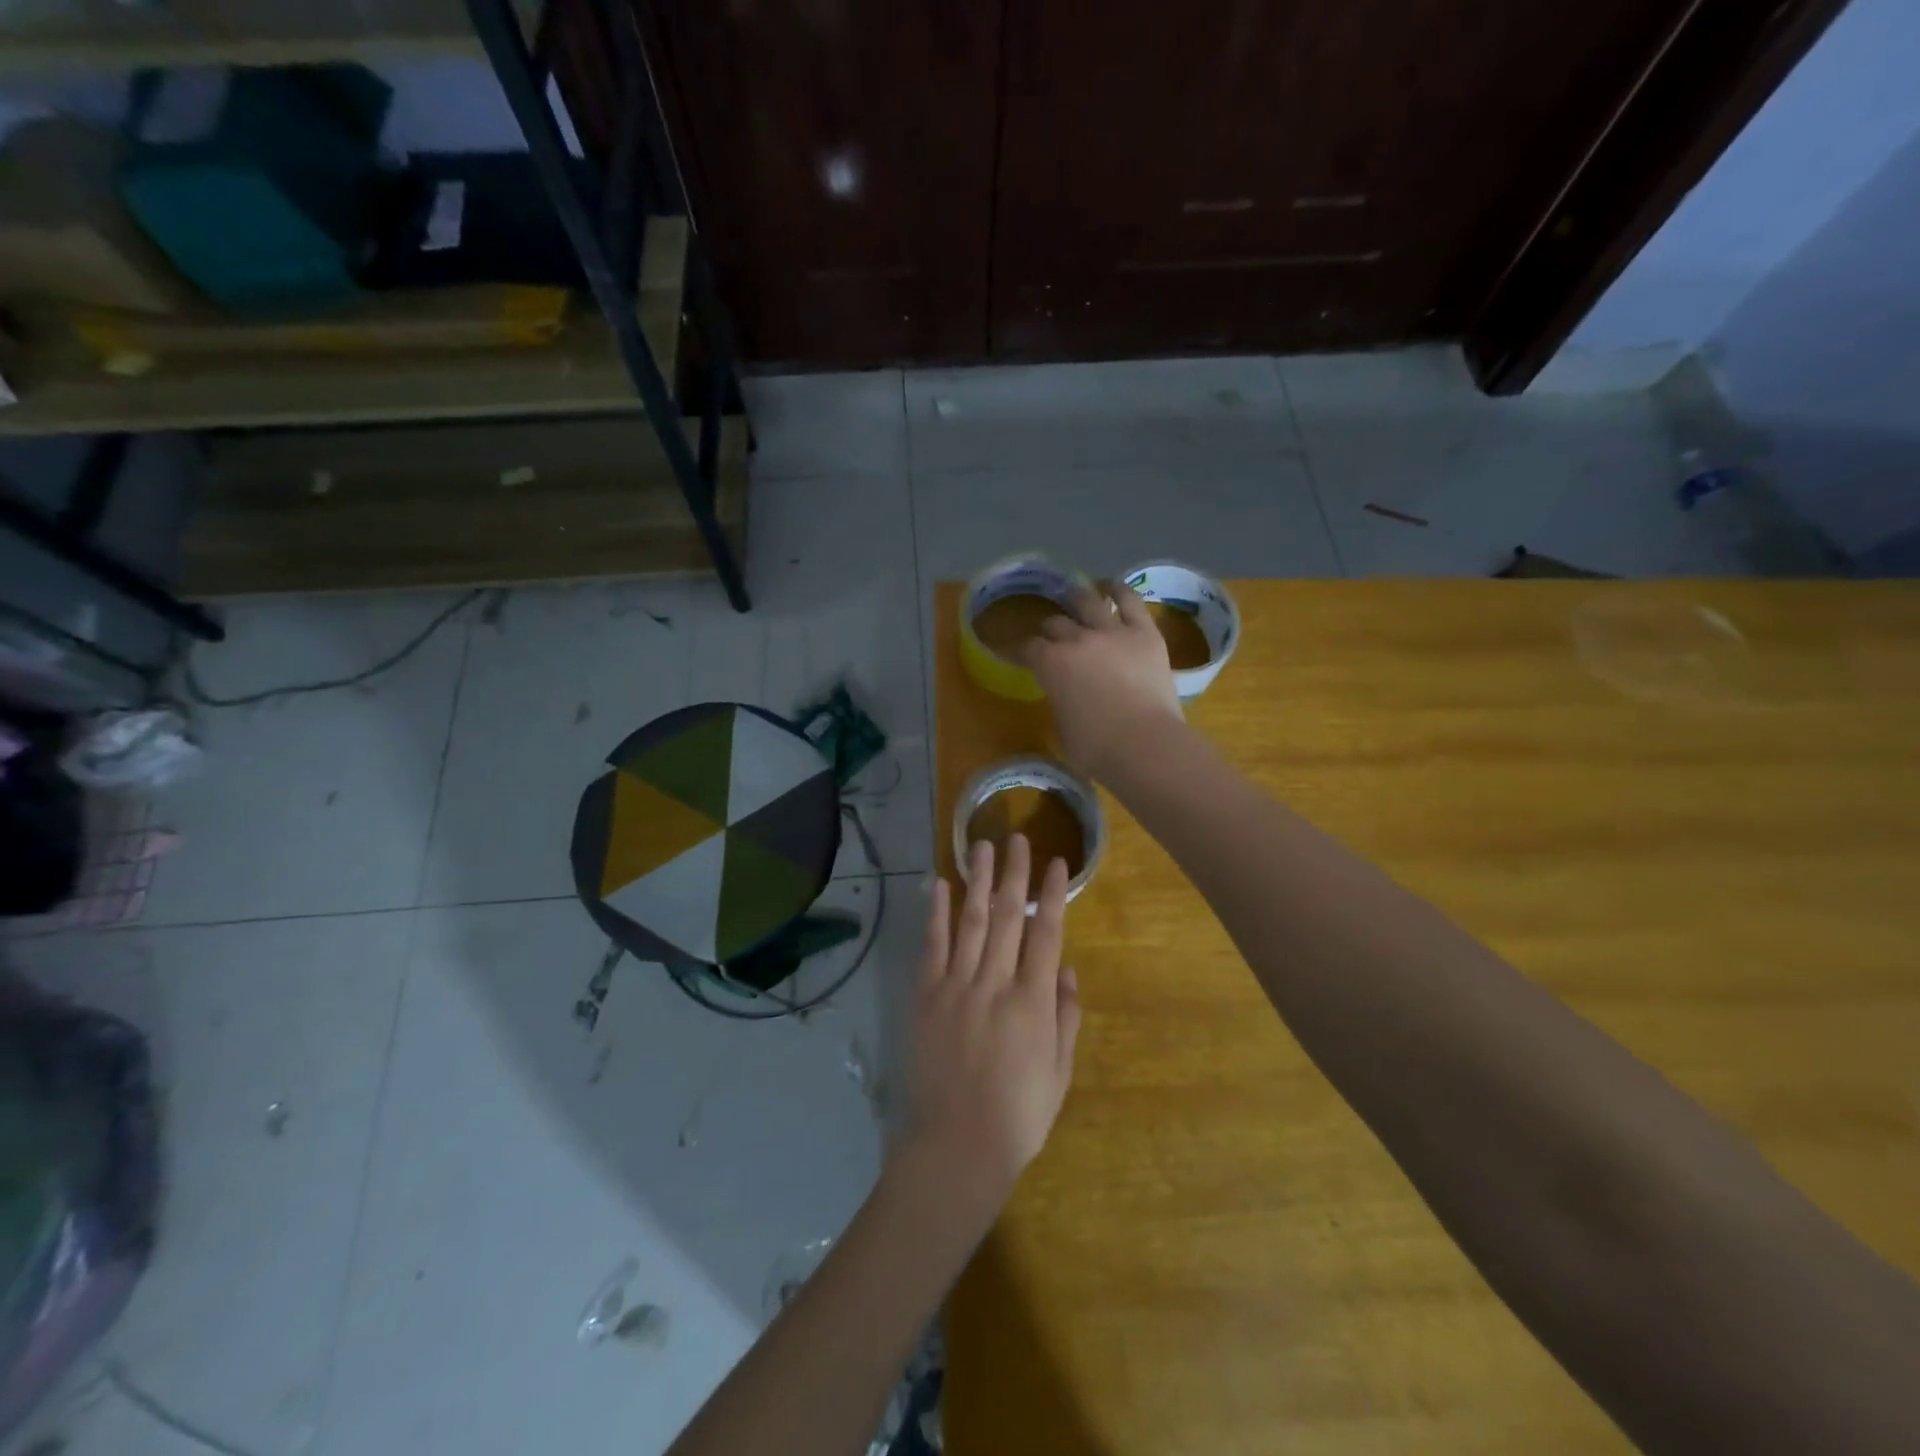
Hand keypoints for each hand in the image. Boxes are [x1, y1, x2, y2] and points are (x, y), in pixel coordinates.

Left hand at [899, 835, 1080, 1218]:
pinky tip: (937, 884)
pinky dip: (935, 912)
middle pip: (1008, 915)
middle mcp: (995, 983)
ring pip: (971, 921)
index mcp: (1033, 1001)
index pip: (1047, 933)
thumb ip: (1066, 1015)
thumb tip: (1066, 967)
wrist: (957, 1144)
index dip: (1053, 894)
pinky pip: (932, 945)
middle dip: (1014, 873)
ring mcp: (956, 986)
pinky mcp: (926, 995)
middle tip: (1017, 837)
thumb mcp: (1060, 1071)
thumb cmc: (1019, 1114)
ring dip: (977, 880)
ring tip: (980, 845)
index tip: (1057, 863)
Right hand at [1019, 581, 1183, 780]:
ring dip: (1076, 600)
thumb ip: (1059, 700)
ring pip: (1087, 602)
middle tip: (1050, 637)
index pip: (1026, 648)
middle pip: (1055, 624)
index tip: (1013, 652)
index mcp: (1050, 664)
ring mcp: (1112, 632)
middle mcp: (1077, 639)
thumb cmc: (1096, 749)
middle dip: (1048, 630)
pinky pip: (1130, 601)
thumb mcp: (1062, 727)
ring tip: (1074, 598)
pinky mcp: (1144, 633)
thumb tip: (1065, 694)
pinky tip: (1110, 586)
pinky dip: (1118, 591)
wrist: (1145, 746)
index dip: (1017, 650)